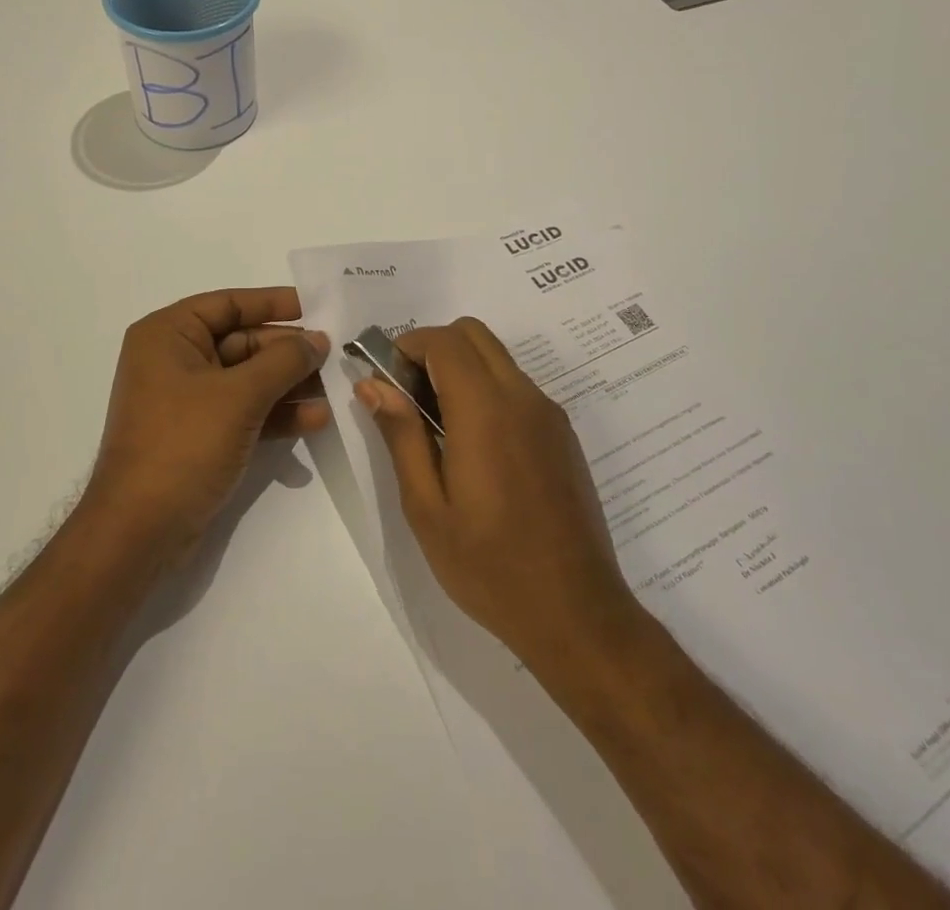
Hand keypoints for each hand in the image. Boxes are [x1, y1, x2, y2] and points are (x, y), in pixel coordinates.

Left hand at [86, 287, 330, 565]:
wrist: (139, 532)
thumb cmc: (183, 445)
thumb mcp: (239, 396)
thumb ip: (284, 361)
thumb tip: (319, 339)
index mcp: (169, 334)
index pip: (229, 303)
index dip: (274, 302)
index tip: (317, 307)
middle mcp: (175, 359)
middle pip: (243, 341)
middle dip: (289, 351)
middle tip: (336, 354)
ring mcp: (188, 400)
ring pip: (249, 378)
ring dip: (290, 383)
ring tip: (335, 387)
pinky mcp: (201, 434)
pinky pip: (246, 410)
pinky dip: (277, 413)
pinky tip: (316, 419)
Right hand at [357, 318, 637, 665]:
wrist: (576, 614)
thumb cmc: (489, 566)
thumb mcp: (426, 507)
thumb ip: (401, 435)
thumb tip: (373, 384)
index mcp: (485, 410)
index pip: (444, 341)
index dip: (407, 346)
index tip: (385, 380)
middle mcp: (522, 397)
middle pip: (473, 334)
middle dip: (433, 349)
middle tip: (409, 397)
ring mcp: (549, 414)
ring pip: (497, 358)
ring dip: (460, 369)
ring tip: (438, 427)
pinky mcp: (562, 434)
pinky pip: (517, 386)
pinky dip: (486, 389)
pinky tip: (475, 448)